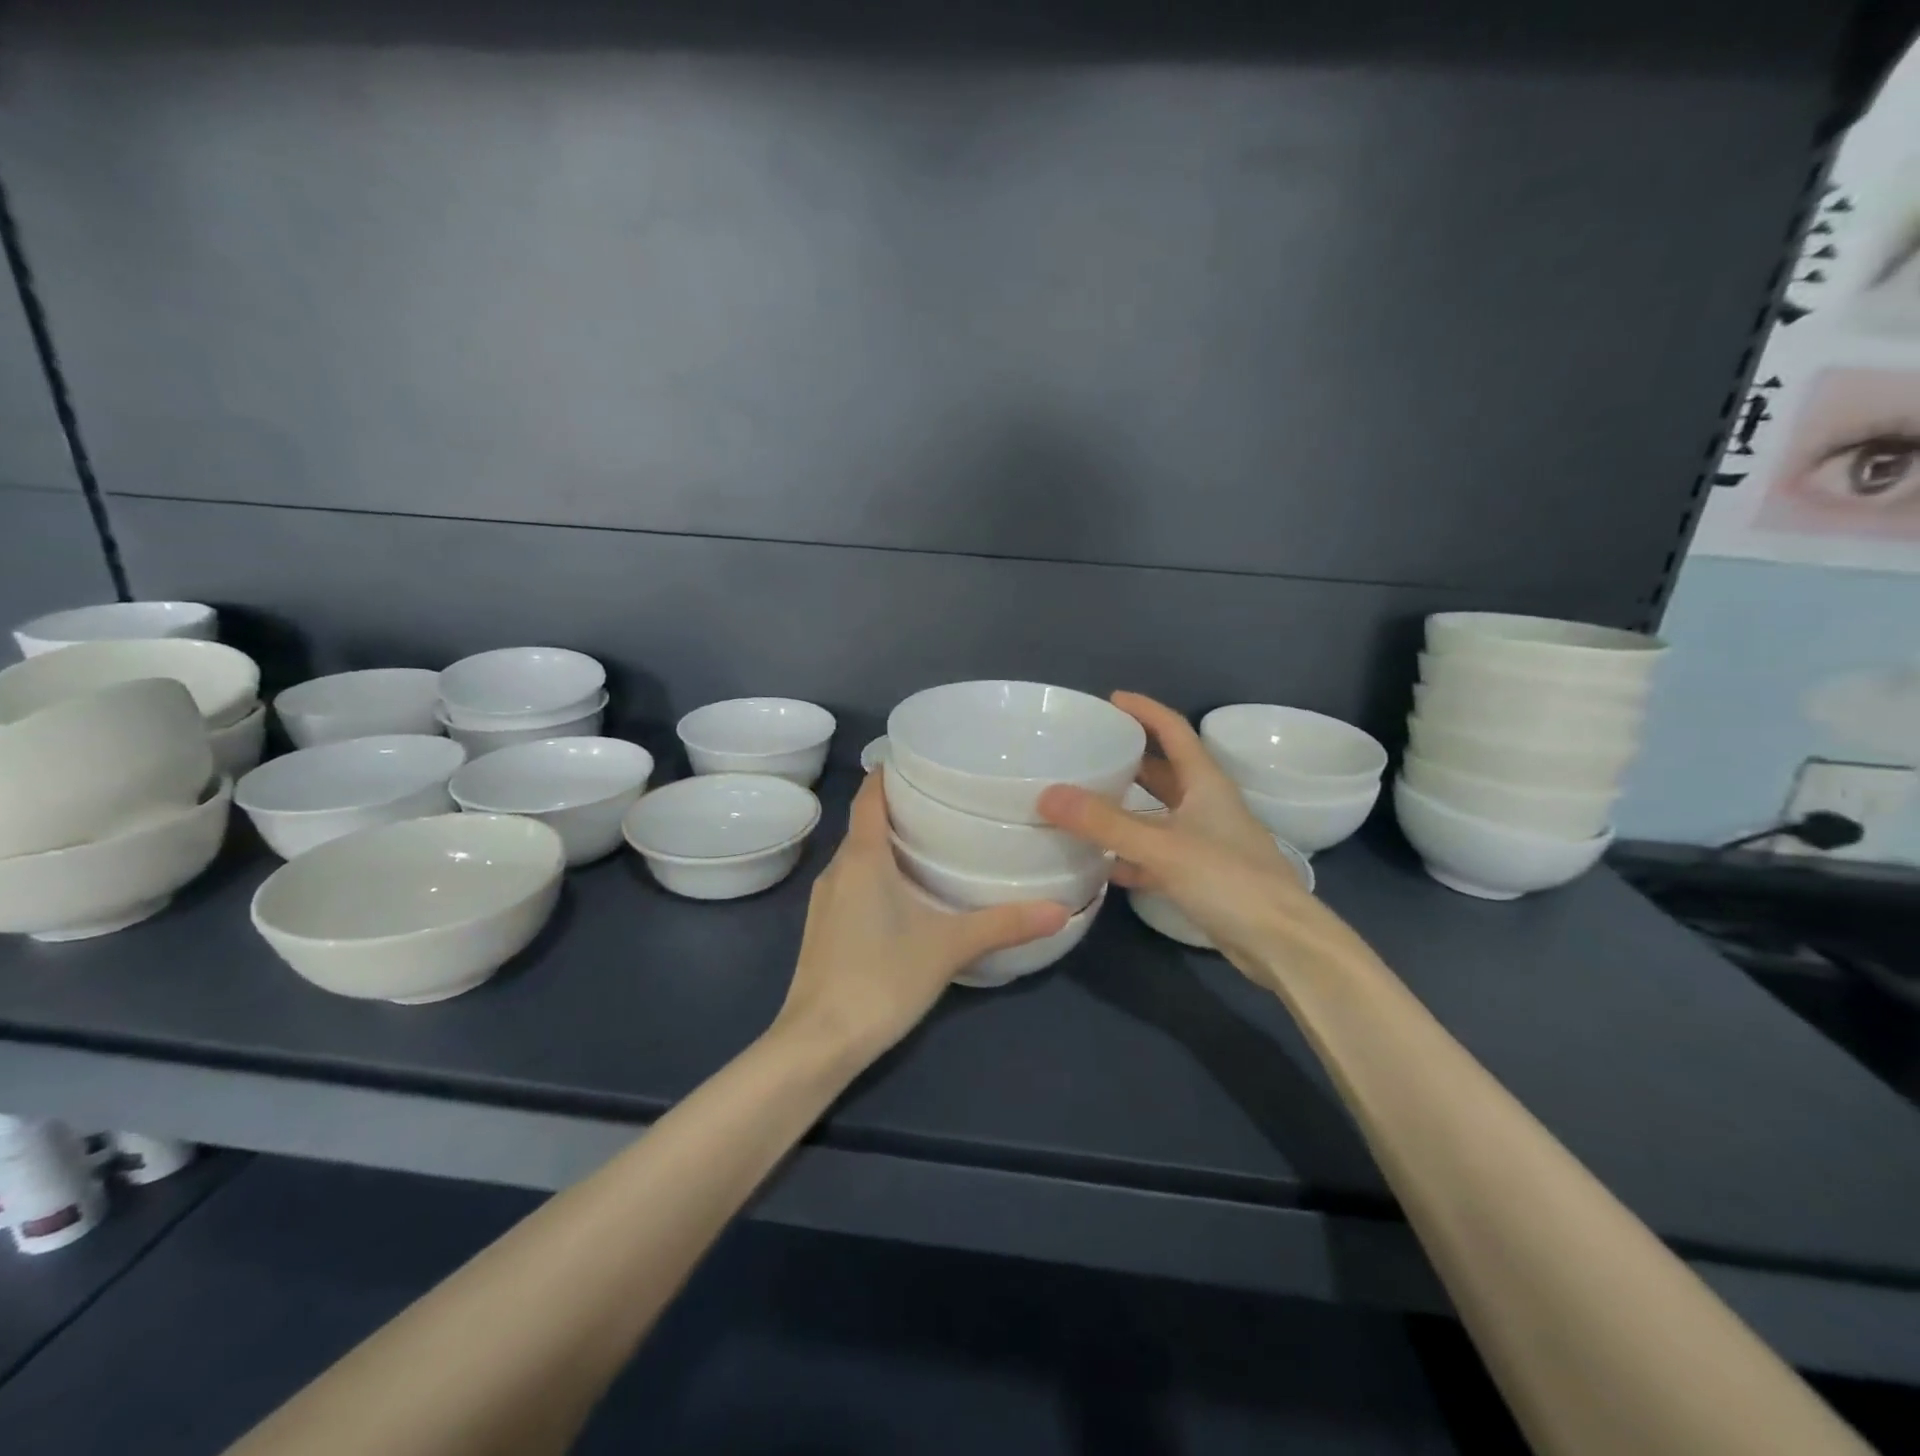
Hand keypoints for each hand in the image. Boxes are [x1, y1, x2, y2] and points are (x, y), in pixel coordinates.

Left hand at [777, 772, 1070, 1062]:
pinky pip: (852, 882)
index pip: (869, 795)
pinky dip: (877, 873)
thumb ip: (1004, 925)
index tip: (923, 759)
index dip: (890, 772)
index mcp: (862, 856)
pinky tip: (906, 893)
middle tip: (946, 801)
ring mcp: (825, 900)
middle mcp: (837, 868)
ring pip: (858, 855)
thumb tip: (1060, 910)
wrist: (818, 1041)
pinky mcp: (823, 927)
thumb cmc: (881, 978)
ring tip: (932, 841)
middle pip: (865, 822)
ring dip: (888, 843)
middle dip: (900, 807)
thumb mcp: (949, 947)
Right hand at [1038, 692, 1370, 983]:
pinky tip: (1101, 862)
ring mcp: (1204, 841)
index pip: (1174, 730)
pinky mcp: (1200, 876)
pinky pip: (1156, 854)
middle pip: (1163, 770)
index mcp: (1205, 782)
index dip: (1144, 710)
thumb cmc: (1229, 880)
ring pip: (1157, 814)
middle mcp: (1206, 805)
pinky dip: (1130, 854)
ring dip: (1125, 807)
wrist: (1281, 943)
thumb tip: (1047, 794)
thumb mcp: (1162, 846)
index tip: (1110, 699)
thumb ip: (1105, 822)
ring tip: (1082, 801)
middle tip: (1087, 751)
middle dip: (1129, 757)